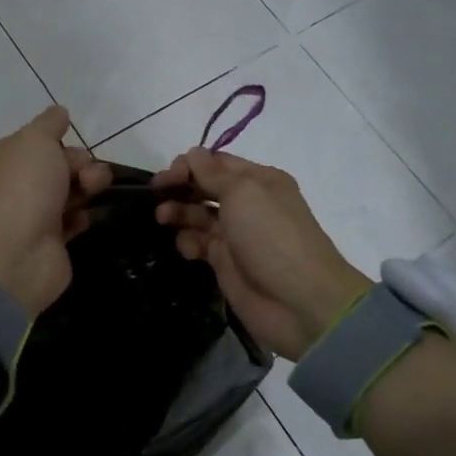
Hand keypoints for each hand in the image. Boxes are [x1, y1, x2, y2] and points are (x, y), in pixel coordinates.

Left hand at [0, 106, 113, 315]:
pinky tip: (84, 218)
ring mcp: (28, 215)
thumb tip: (59, 112)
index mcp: (0, 158)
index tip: (70, 145)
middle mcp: (11, 185)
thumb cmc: (24, 186)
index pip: (36, 142)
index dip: (58, 142)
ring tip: (93, 193)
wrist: (17, 251)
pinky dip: (81, 217)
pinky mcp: (47, 242)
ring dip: (86, 188)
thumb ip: (50, 123)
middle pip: (56, 166)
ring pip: (67, 192)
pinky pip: (71, 221)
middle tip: (87, 176)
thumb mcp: (36, 139)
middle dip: (79, 165)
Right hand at [154, 148, 370, 359]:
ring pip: (198, 215)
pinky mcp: (225, 263)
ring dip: (179, 213)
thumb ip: (212, 173)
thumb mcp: (243, 193)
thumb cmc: (271, 236)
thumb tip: (192, 154)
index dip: (189, 165)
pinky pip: (199, 244)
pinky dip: (188, 242)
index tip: (166, 177)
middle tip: (156, 196)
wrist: (298, 301)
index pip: (217, 163)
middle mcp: (248, 204)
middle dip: (181, 188)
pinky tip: (186, 248)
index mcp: (259, 180)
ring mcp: (236, 235)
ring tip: (163, 218)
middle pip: (205, 187)